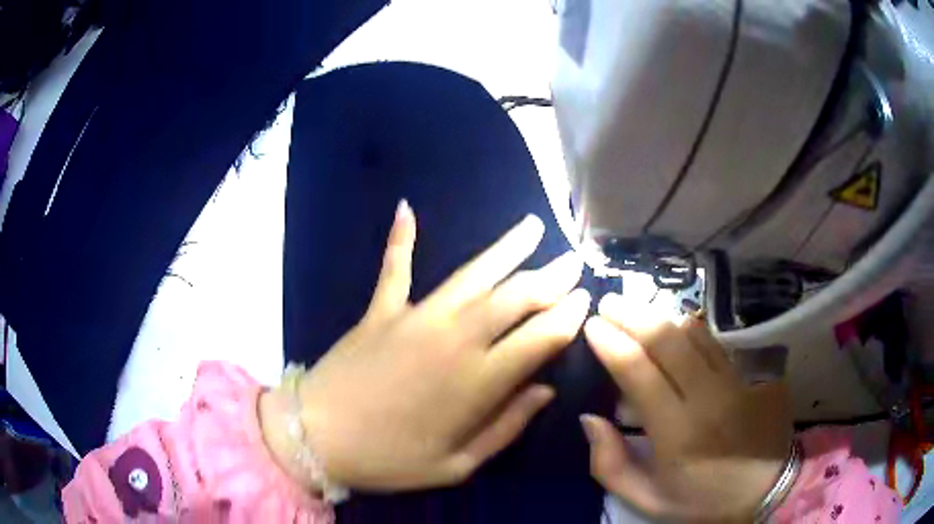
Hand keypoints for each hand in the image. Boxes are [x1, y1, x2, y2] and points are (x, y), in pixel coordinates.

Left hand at [287, 201, 589, 491]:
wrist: (317, 438)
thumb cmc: (390, 460)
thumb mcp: (456, 464)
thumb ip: (506, 427)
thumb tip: (545, 391)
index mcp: (478, 382)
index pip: (539, 337)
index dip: (568, 317)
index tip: (585, 300)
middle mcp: (455, 339)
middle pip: (515, 297)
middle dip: (551, 277)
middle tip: (572, 261)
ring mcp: (416, 317)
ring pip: (473, 274)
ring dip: (506, 248)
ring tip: (531, 226)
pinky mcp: (381, 310)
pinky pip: (394, 266)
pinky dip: (401, 238)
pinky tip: (407, 207)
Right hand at [581, 294, 792, 521]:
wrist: (763, 490)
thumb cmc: (700, 500)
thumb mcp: (646, 499)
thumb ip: (610, 464)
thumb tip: (589, 418)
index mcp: (678, 434)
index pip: (640, 374)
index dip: (613, 344)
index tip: (592, 325)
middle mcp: (708, 398)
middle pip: (667, 341)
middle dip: (633, 316)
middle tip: (608, 302)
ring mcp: (734, 382)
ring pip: (693, 333)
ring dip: (660, 315)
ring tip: (634, 307)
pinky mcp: (749, 375)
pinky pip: (714, 341)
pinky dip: (689, 327)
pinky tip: (673, 322)